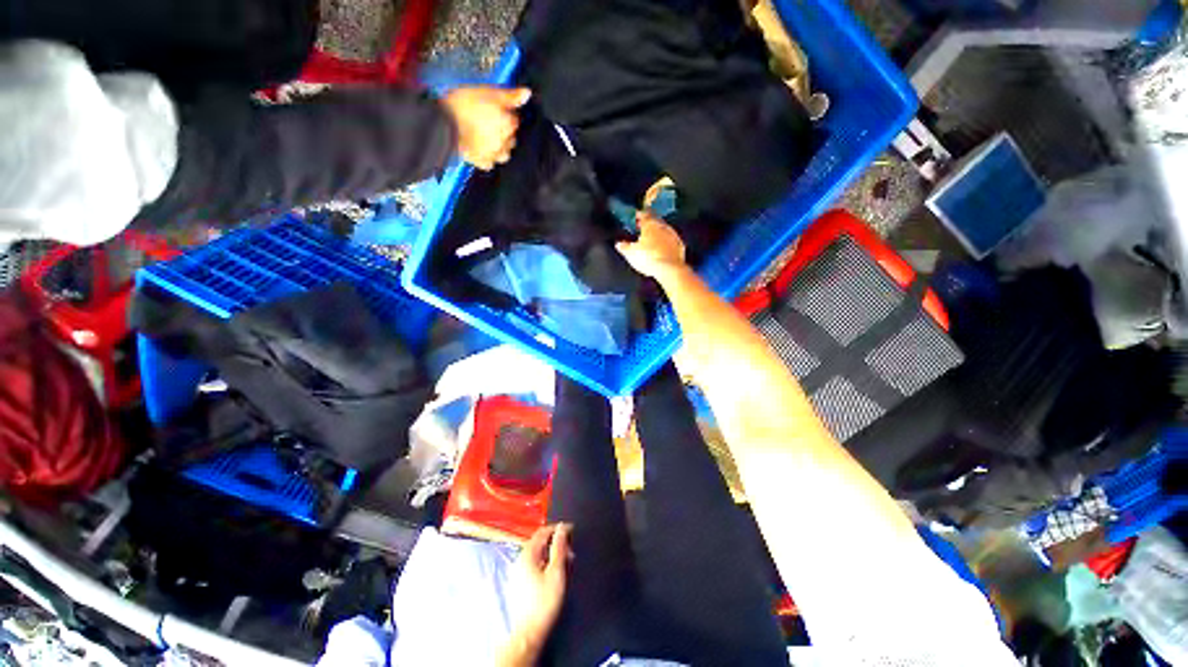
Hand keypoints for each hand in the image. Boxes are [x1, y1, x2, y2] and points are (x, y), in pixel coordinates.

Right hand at [441, 86, 530, 169]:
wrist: (442, 121)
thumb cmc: (463, 104)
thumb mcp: (488, 93)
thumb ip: (510, 96)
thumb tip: (527, 93)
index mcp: (508, 124)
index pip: (514, 121)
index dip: (504, 115)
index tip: (494, 111)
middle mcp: (505, 142)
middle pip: (510, 139)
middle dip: (503, 132)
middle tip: (487, 123)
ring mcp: (494, 154)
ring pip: (503, 153)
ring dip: (498, 147)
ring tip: (484, 137)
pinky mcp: (482, 162)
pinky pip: (489, 163)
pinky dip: (486, 157)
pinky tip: (479, 148)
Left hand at [504, 523, 571, 659]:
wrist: (529, 632)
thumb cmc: (544, 601)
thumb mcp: (556, 572)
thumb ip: (559, 547)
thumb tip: (562, 528)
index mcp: (527, 554)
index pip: (543, 532)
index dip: (558, 529)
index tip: (571, 531)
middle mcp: (519, 559)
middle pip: (539, 542)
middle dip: (556, 543)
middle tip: (570, 551)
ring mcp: (517, 572)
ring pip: (537, 555)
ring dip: (551, 555)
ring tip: (565, 563)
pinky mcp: (519, 583)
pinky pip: (533, 565)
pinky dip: (545, 564)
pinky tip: (554, 574)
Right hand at [615, 211, 687, 278]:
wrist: (669, 269)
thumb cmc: (648, 258)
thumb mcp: (631, 254)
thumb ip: (624, 247)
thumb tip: (619, 244)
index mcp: (650, 225)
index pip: (644, 215)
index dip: (639, 215)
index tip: (636, 216)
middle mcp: (662, 227)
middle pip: (655, 221)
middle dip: (649, 223)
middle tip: (643, 227)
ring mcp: (673, 236)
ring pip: (664, 230)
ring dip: (658, 233)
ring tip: (652, 239)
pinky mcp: (680, 246)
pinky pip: (671, 241)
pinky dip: (666, 243)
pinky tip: (662, 249)